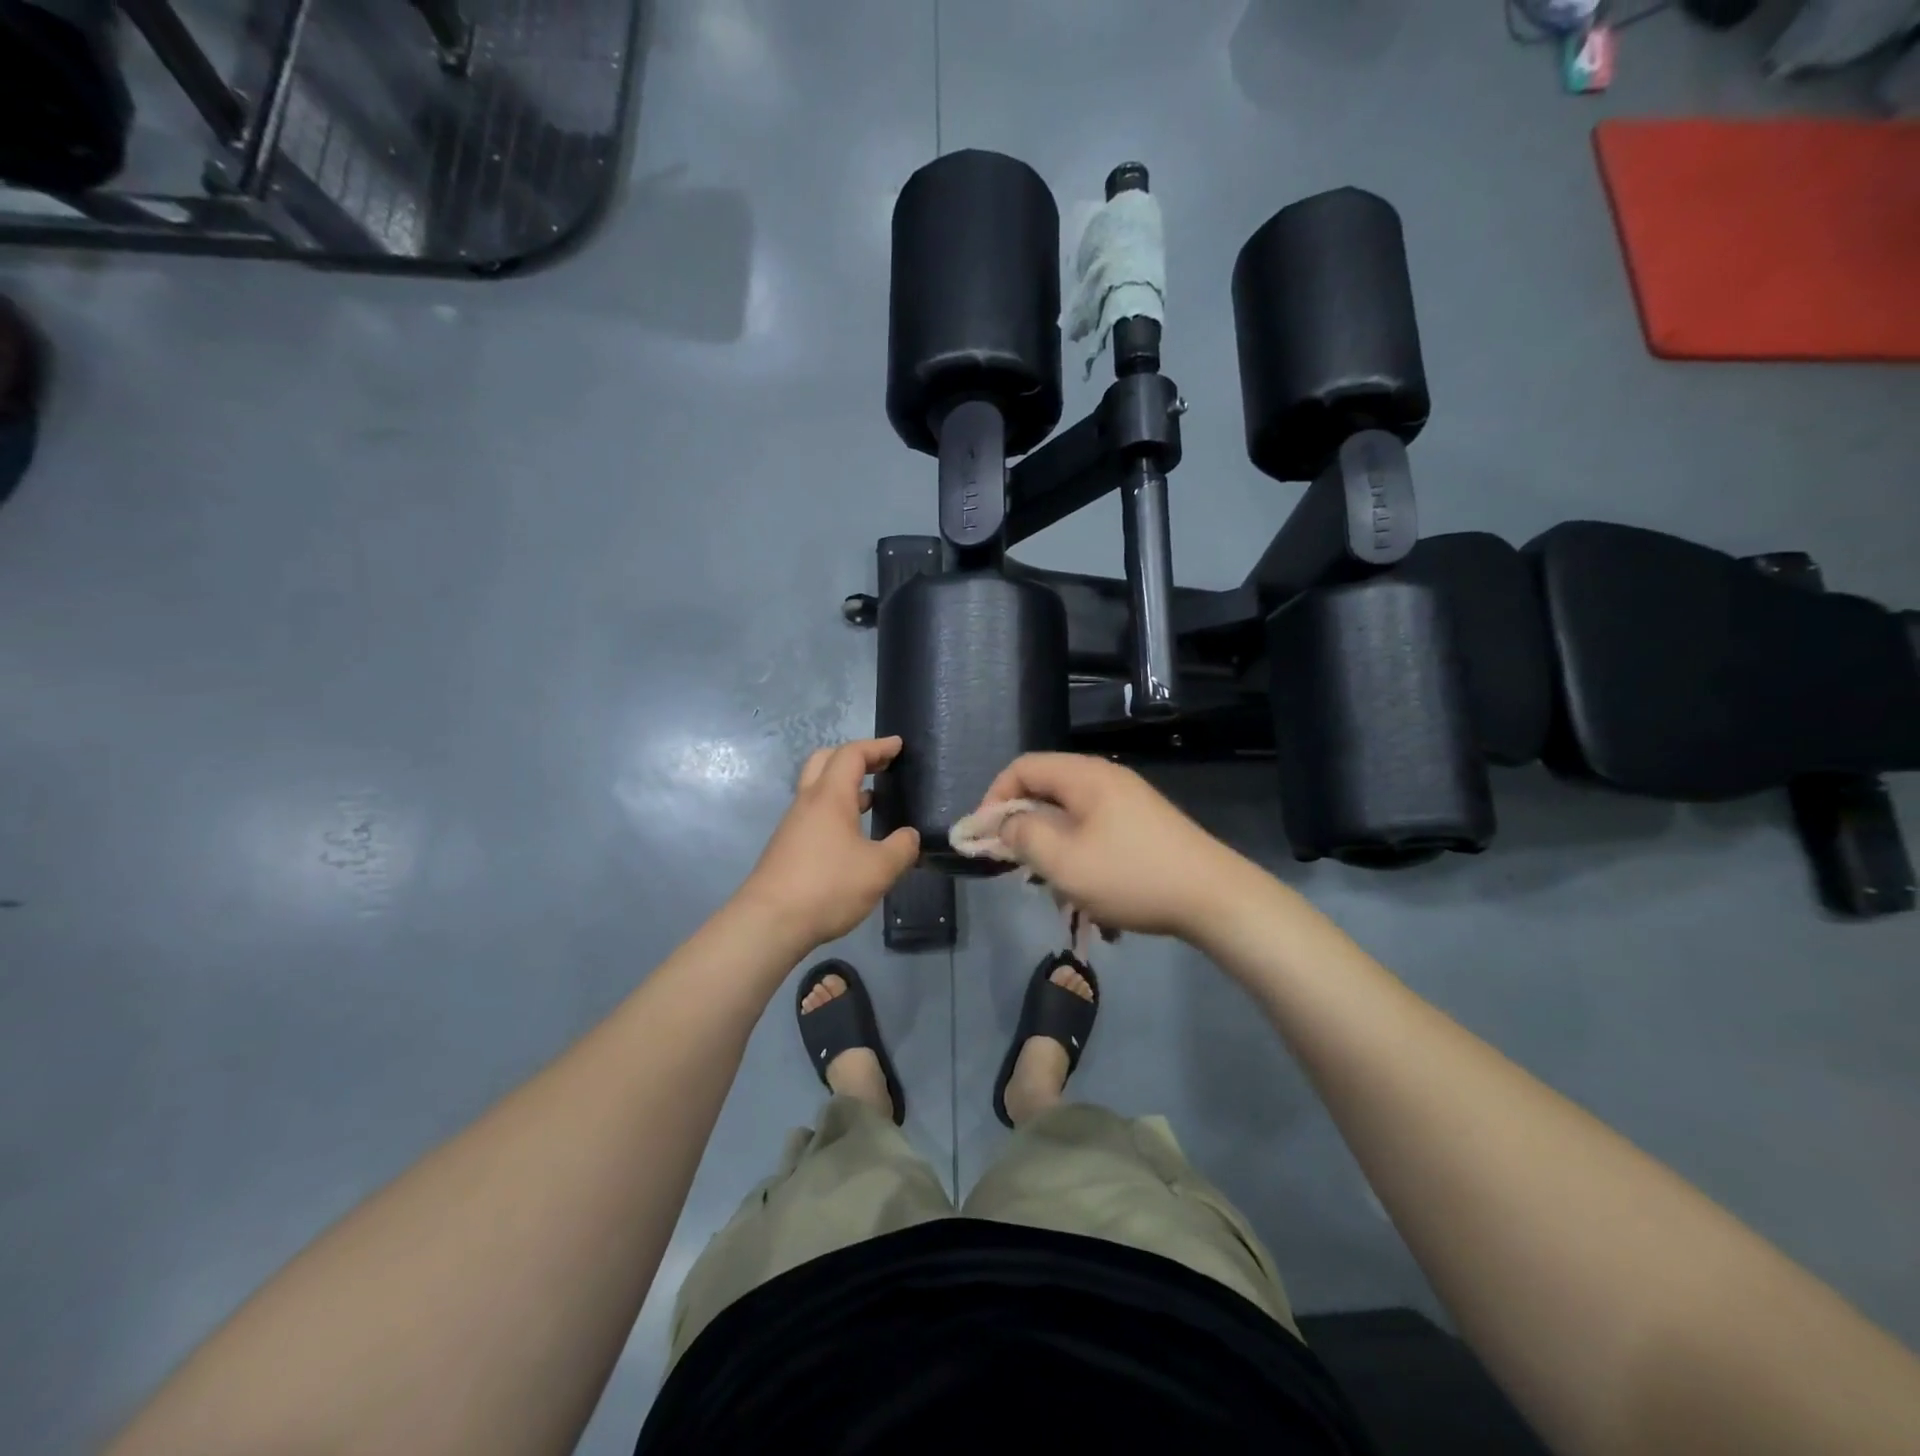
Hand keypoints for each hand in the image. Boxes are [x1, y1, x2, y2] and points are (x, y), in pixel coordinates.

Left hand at [737, 737, 920, 948]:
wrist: (770, 922)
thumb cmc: (828, 886)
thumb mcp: (879, 869)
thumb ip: (901, 848)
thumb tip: (909, 837)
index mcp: (830, 796)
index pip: (852, 754)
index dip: (877, 746)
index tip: (898, 746)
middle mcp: (808, 802)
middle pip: (826, 761)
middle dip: (855, 757)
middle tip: (880, 765)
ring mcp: (793, 824)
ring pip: (818, 788)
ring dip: (844, 785)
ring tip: (872, 798)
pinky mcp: (787, 846)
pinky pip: (814, 812)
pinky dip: (836, 809)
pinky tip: (853, 834)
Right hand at [977, 753, 1258, 939]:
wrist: (1214, 897)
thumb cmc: (1131, 876)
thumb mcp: (1064, 861)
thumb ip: (1023, 836)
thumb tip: (1003, 824)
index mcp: (1084, 776)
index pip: (1022, 767)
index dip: (994, 798)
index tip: (984, 837)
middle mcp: (1105, 778)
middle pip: (1046, 788)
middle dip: (1022, 825)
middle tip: (1013, 864)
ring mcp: (1128, 800)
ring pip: (1069, 814)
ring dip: (1050, 845)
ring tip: (1049, 884)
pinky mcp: (1143, 824)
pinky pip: (1094, 828)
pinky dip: (1077, 852)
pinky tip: (1083, 889)